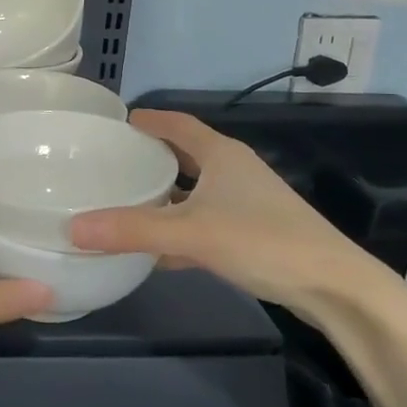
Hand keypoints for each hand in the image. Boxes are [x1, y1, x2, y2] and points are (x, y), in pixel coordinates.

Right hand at [67, 110, 392, 318]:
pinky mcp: (252, 233)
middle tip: (113, 163)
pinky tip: (156, 250)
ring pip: (194, 191)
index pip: (178, 123)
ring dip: (164, 195)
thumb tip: (72, 227)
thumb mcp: (191, 233)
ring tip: (125, 201)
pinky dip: (179, 228)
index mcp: (221, 154)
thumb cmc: (263, 241)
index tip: (118, 121)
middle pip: (185, 155)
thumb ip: (131, 230)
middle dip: (151, 157)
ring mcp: (246, 203)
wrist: (334, 287)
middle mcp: (234, 171)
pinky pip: (203, 221)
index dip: (149, 119)